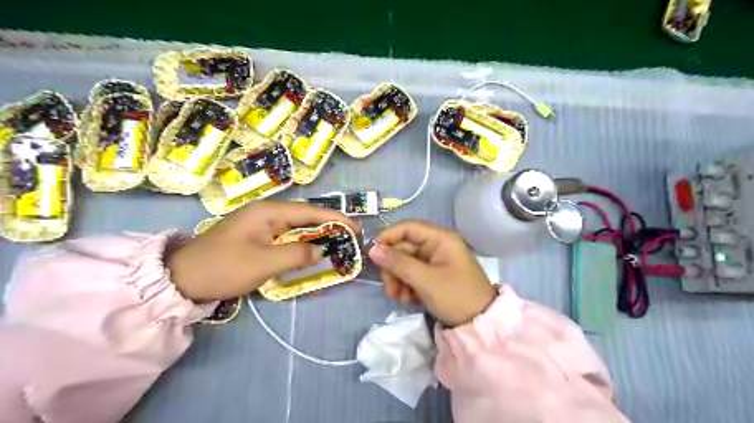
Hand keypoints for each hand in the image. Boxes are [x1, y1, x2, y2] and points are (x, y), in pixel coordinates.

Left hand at [168, 200, 358, 301]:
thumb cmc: (223, 267)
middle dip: (329, 225)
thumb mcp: (263, 263)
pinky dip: (302, 242)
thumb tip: (320, 251)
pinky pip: (286, 236)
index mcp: (268, 211)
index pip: (310, 211)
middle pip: (305, 215)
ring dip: (316, 234)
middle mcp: (265, 212)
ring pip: (296, 226)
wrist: (182, 279)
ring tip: (337, 242)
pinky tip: (311, 250)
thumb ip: (297, 254)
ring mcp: (259, 224)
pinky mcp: (256, 236)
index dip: (335, 219)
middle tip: (350, 237)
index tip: (355, 228)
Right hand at [369, 221, 498, 326]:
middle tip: (389, 288)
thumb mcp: (426, 280)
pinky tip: (408, 299)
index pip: (408, 228)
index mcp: (440, 239)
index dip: (388, 237)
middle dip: (393, 267)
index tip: (371, 253)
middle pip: (404, 247)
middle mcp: (437, 246)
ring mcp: (435, 261)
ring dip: (397, 279)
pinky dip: (406, 285)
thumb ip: (398, 263)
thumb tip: (372, 249)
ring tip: (399, 297)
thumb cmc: (456, 296)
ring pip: (405, 262)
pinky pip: (412, 274)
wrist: (480, 325)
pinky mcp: (433, 275)